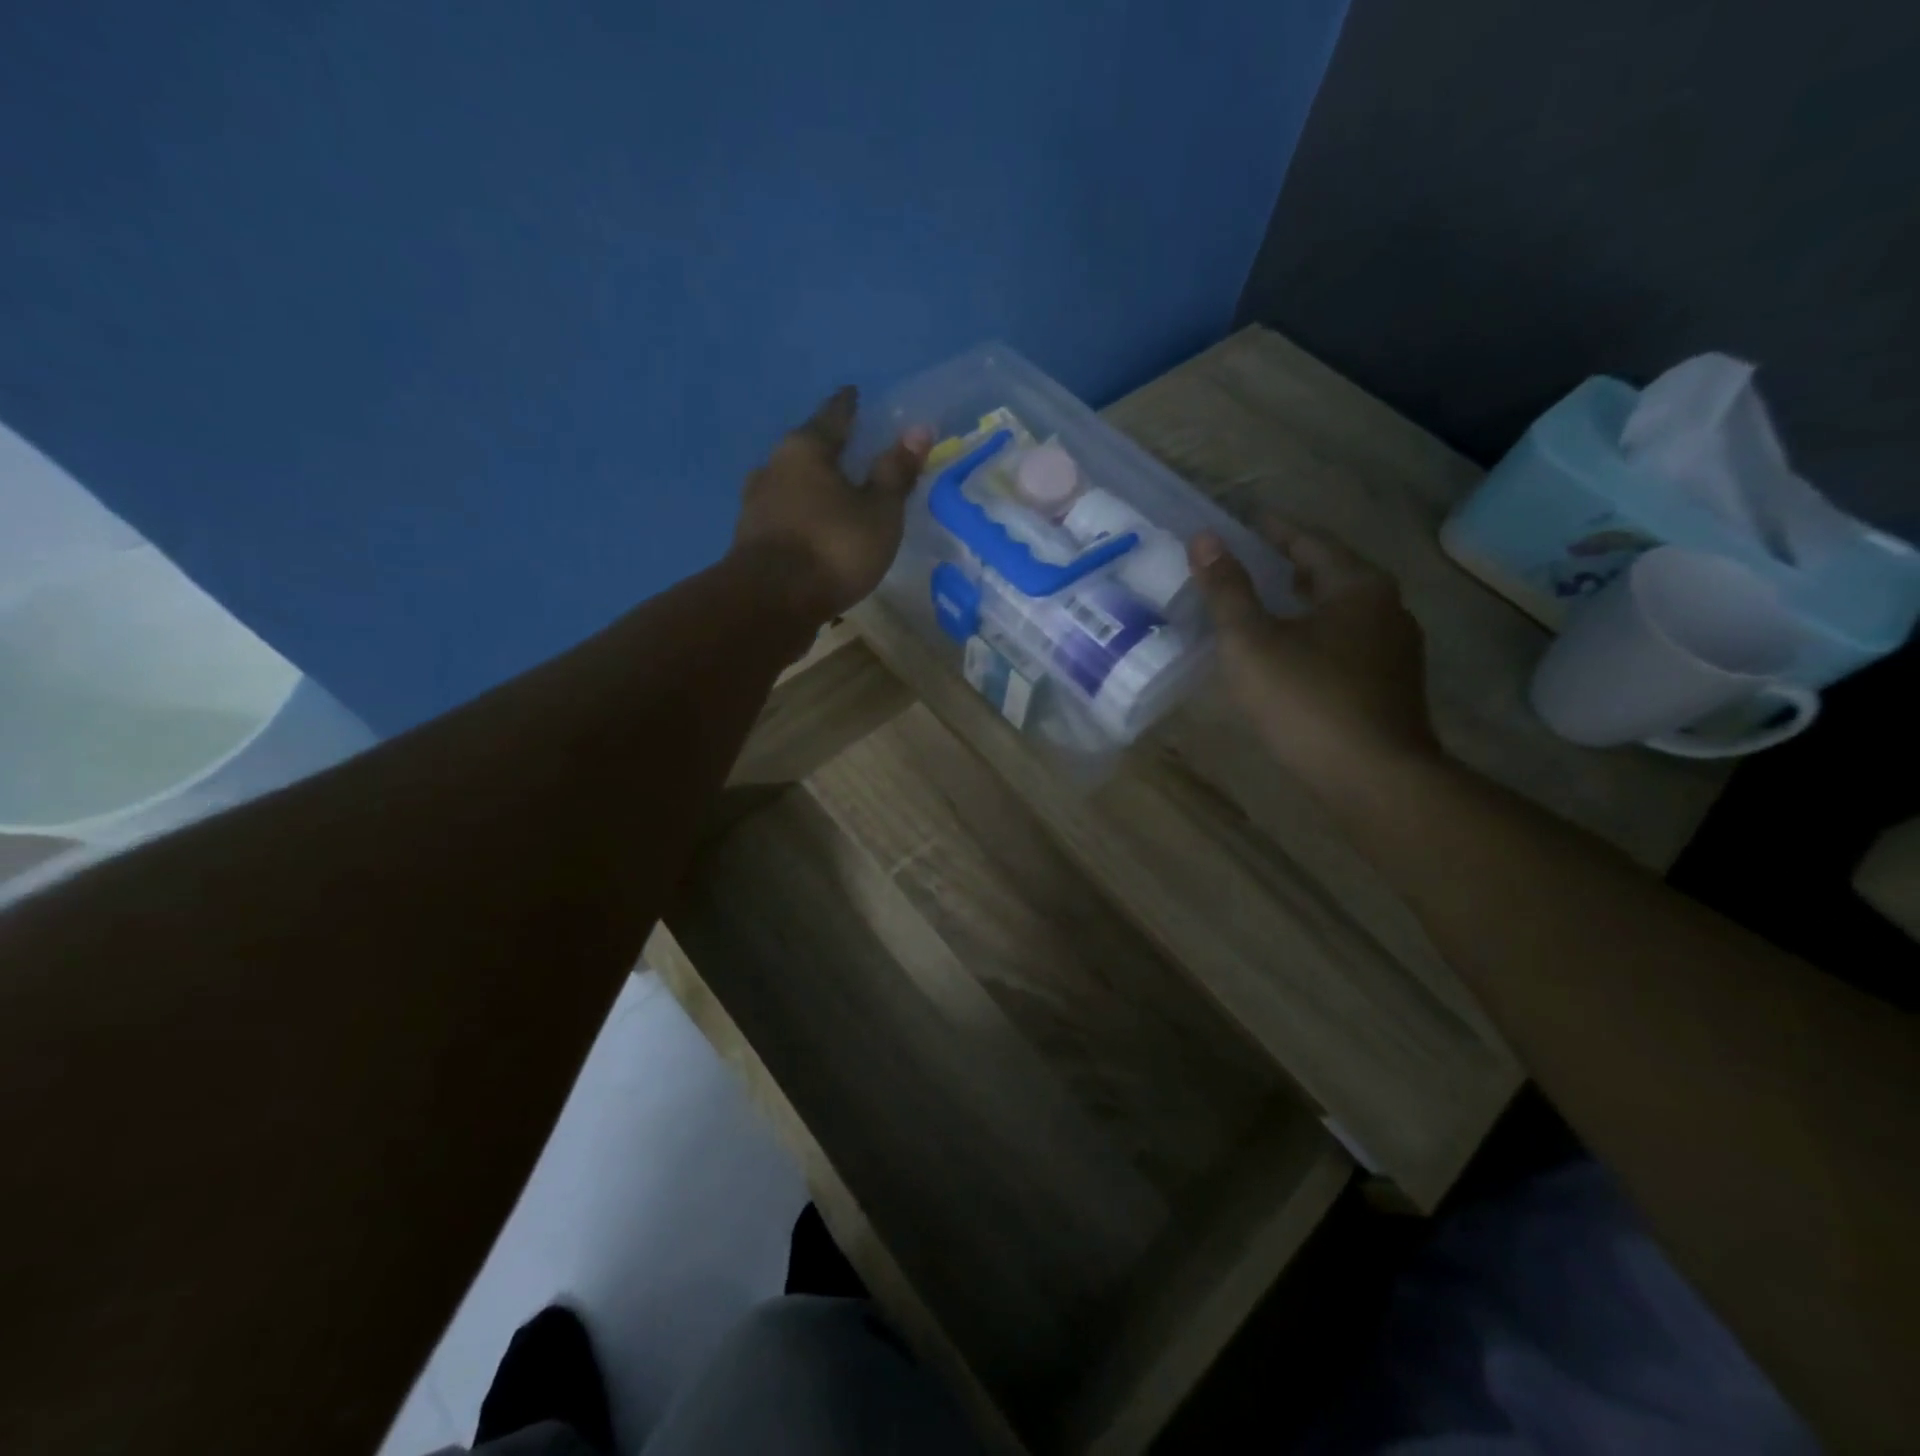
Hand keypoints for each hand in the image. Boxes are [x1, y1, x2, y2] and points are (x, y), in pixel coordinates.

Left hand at [731, 386, 933, 621]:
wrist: (771, 602)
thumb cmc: (833, 548)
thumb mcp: (879, 512)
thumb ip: (895, 472)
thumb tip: (918, 429)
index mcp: (806, 449)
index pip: (833, 416)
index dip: (848, 405)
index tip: (854, 394)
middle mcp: (774, 467)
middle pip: (806, 449)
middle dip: (828, 448)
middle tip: (850, 448)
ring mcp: (756, 503)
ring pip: (791, 483)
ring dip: (811, 485)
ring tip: (833, 492)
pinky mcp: (750, 538)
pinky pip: (784, 515)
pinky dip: (801, 515)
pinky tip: (813, 528)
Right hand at [1188, 518, 1440, 790]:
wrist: (1373, 778)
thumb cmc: (1307, 700)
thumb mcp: (1251, 642)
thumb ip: (1227, 590)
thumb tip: (1204, 539)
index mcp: (1357, 587)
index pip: (1311, 541)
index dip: (1275, 530)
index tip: (1248, 521)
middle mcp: (1387, 609)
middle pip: (1333, 574)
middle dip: (1292, 565)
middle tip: (1254, 561)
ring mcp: (1395, 651)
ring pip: (1342, 612)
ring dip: (1305, 603)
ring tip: (1268, 606)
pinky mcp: (1391, 688)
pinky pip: (1347, 644)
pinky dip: (1317, 635)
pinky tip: (1293, 656)